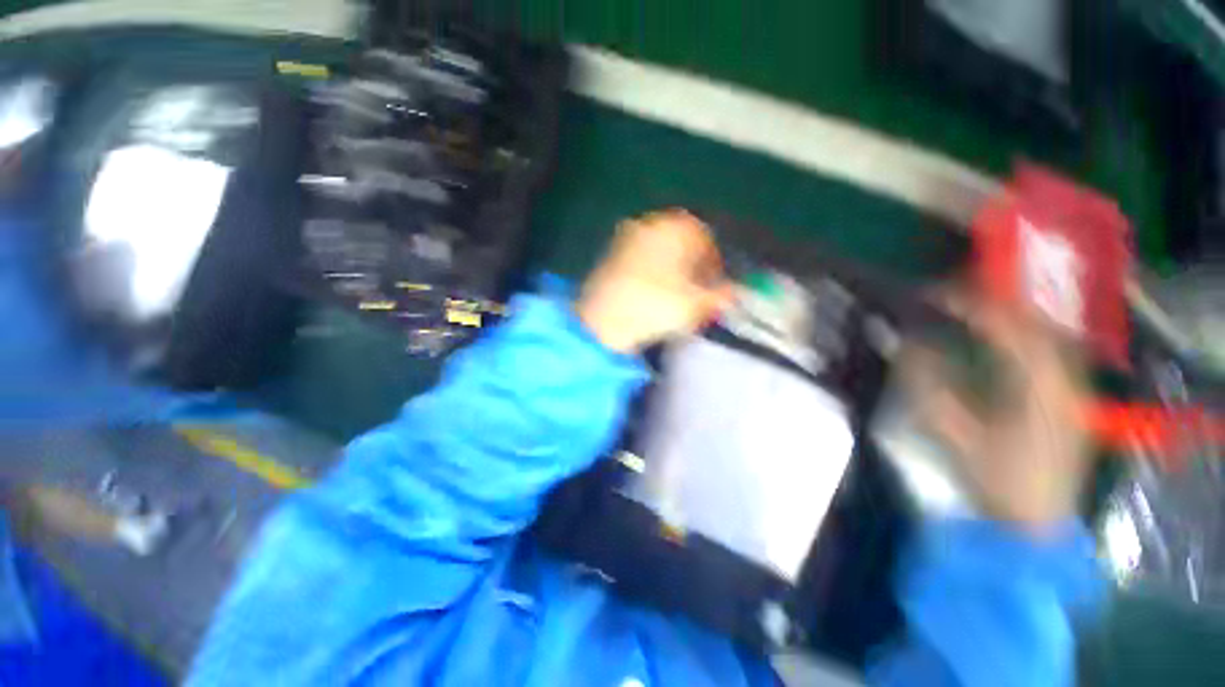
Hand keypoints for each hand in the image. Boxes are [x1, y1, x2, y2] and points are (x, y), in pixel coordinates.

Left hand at [577, 209, 736, 352]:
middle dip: (691, 264)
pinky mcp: (608, 255)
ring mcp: (625, 237)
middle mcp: (649, 223)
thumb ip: (720, 296)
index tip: (715, 285)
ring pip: (657, 249)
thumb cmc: (654, 306)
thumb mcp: (695, 304)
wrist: (601, 320)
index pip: (705, 238)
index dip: (714, 262)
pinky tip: (647, 293)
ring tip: (671, 295)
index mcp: (674, 227)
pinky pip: (637, 259)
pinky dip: (647, 272)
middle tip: (695, 290)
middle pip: (679, 241)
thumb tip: (733, 293)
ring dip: (669, 268)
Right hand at [903, 289, 1094, 533]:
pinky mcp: (1066, 400)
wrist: (1037, 528)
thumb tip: (907, 347)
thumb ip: (929, 387)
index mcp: (1041, 386)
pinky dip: (1017, 337)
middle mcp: (1064, 378)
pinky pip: (1044, 352)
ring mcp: (1070, 389)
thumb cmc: (998, 482)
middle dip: (988, 300)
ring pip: (1040, 333)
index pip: (1006, 326)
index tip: (930, 294)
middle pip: (1031, 320)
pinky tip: (996, 339)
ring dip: (1003, 315)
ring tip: (966, 308)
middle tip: (946, 294)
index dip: (967, 303)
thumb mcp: (955, 435)